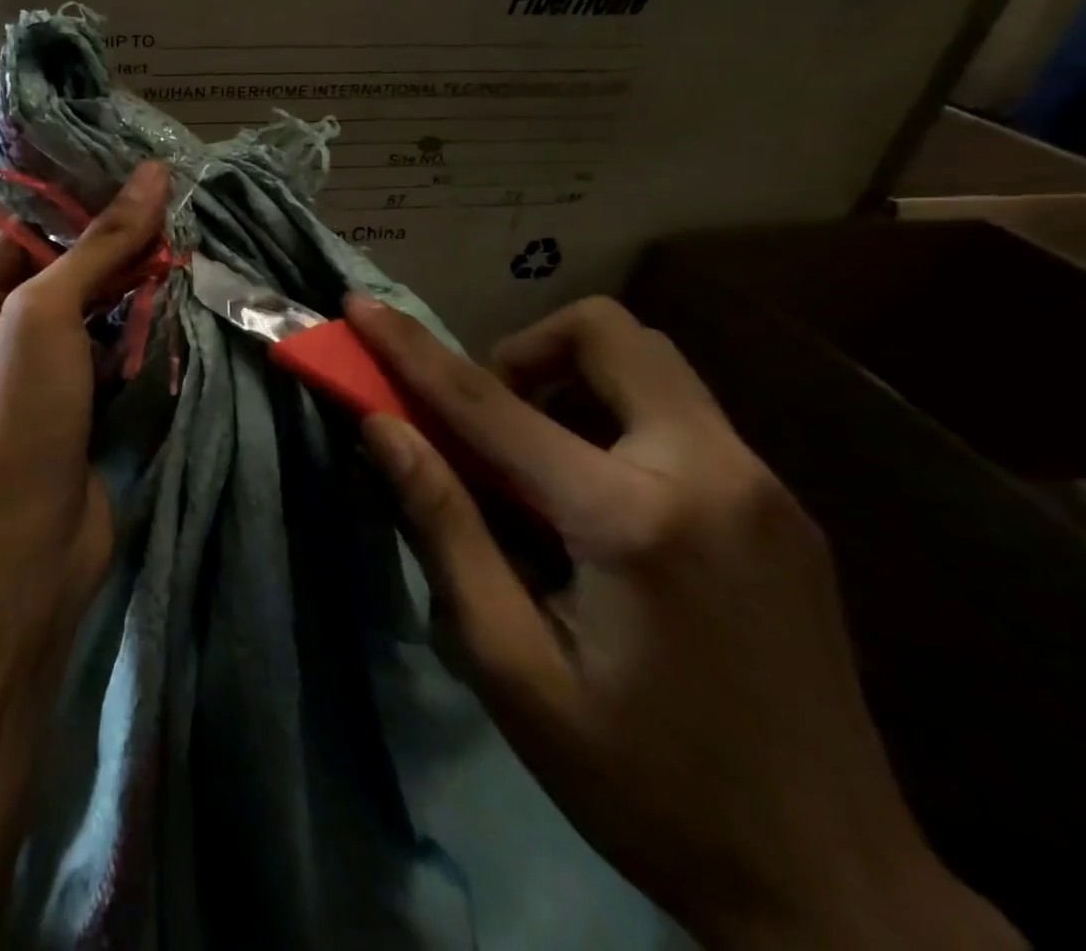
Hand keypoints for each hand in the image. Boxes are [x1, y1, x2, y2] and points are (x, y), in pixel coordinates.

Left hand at [0, 160, 169, 635]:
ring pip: (92, 304)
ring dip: (134, 281)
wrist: (33, 548)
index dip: (79, 202)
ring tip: (185, 243)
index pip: (24, 232)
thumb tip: (150, 174)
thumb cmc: (19, 421)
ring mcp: (36, 366)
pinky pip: (109, 342)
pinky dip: (140, 323)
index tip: (139, 173)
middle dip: (115, 243)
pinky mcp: (76, 397)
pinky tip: (178, 296)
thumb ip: (99, 245)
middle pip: (61, 266)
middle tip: (174, 207)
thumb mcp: (47, 317)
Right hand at [345, 295, 1022, 950]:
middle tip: (489, 423)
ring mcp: (765, 486)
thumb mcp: (511, 666)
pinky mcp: (786, 509)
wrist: (837, 892)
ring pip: (650, 365)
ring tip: (539, 468)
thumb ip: (444, 527)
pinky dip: (616, 420)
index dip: (410, 348)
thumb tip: (382, 428)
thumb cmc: (645, 784)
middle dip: (526, 350)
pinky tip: (599, 508)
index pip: (490, 402)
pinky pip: (682, 415)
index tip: (362, 307)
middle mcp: (713, 473)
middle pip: (608, 333)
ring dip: (573, 382)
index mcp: (632, 519)